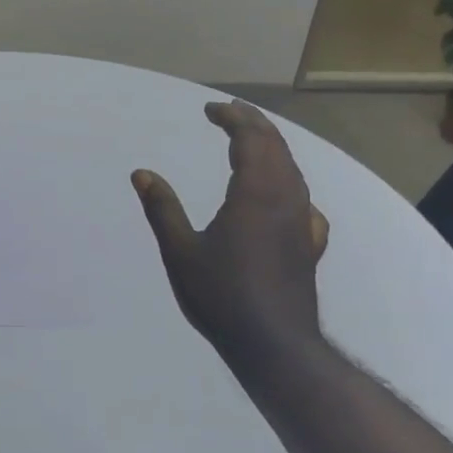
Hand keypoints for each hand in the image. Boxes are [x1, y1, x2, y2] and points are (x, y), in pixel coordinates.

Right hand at [131, 99, 329, 371]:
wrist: (274, 343)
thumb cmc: (221, 296)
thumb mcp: (181, 251)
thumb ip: (162, 208)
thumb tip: (141, 173)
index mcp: (256, 193)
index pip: (250, 139)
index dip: (232, 119)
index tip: (211, 109)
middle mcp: (286, 199)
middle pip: (276, 147)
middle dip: (254, 124)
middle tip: (231, 112)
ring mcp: (303, 222)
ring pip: (293, 171)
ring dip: (272, 149)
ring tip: (252, 143)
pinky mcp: (310, 245)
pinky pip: (304, 200)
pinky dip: (289, 183)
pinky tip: (285, 198)